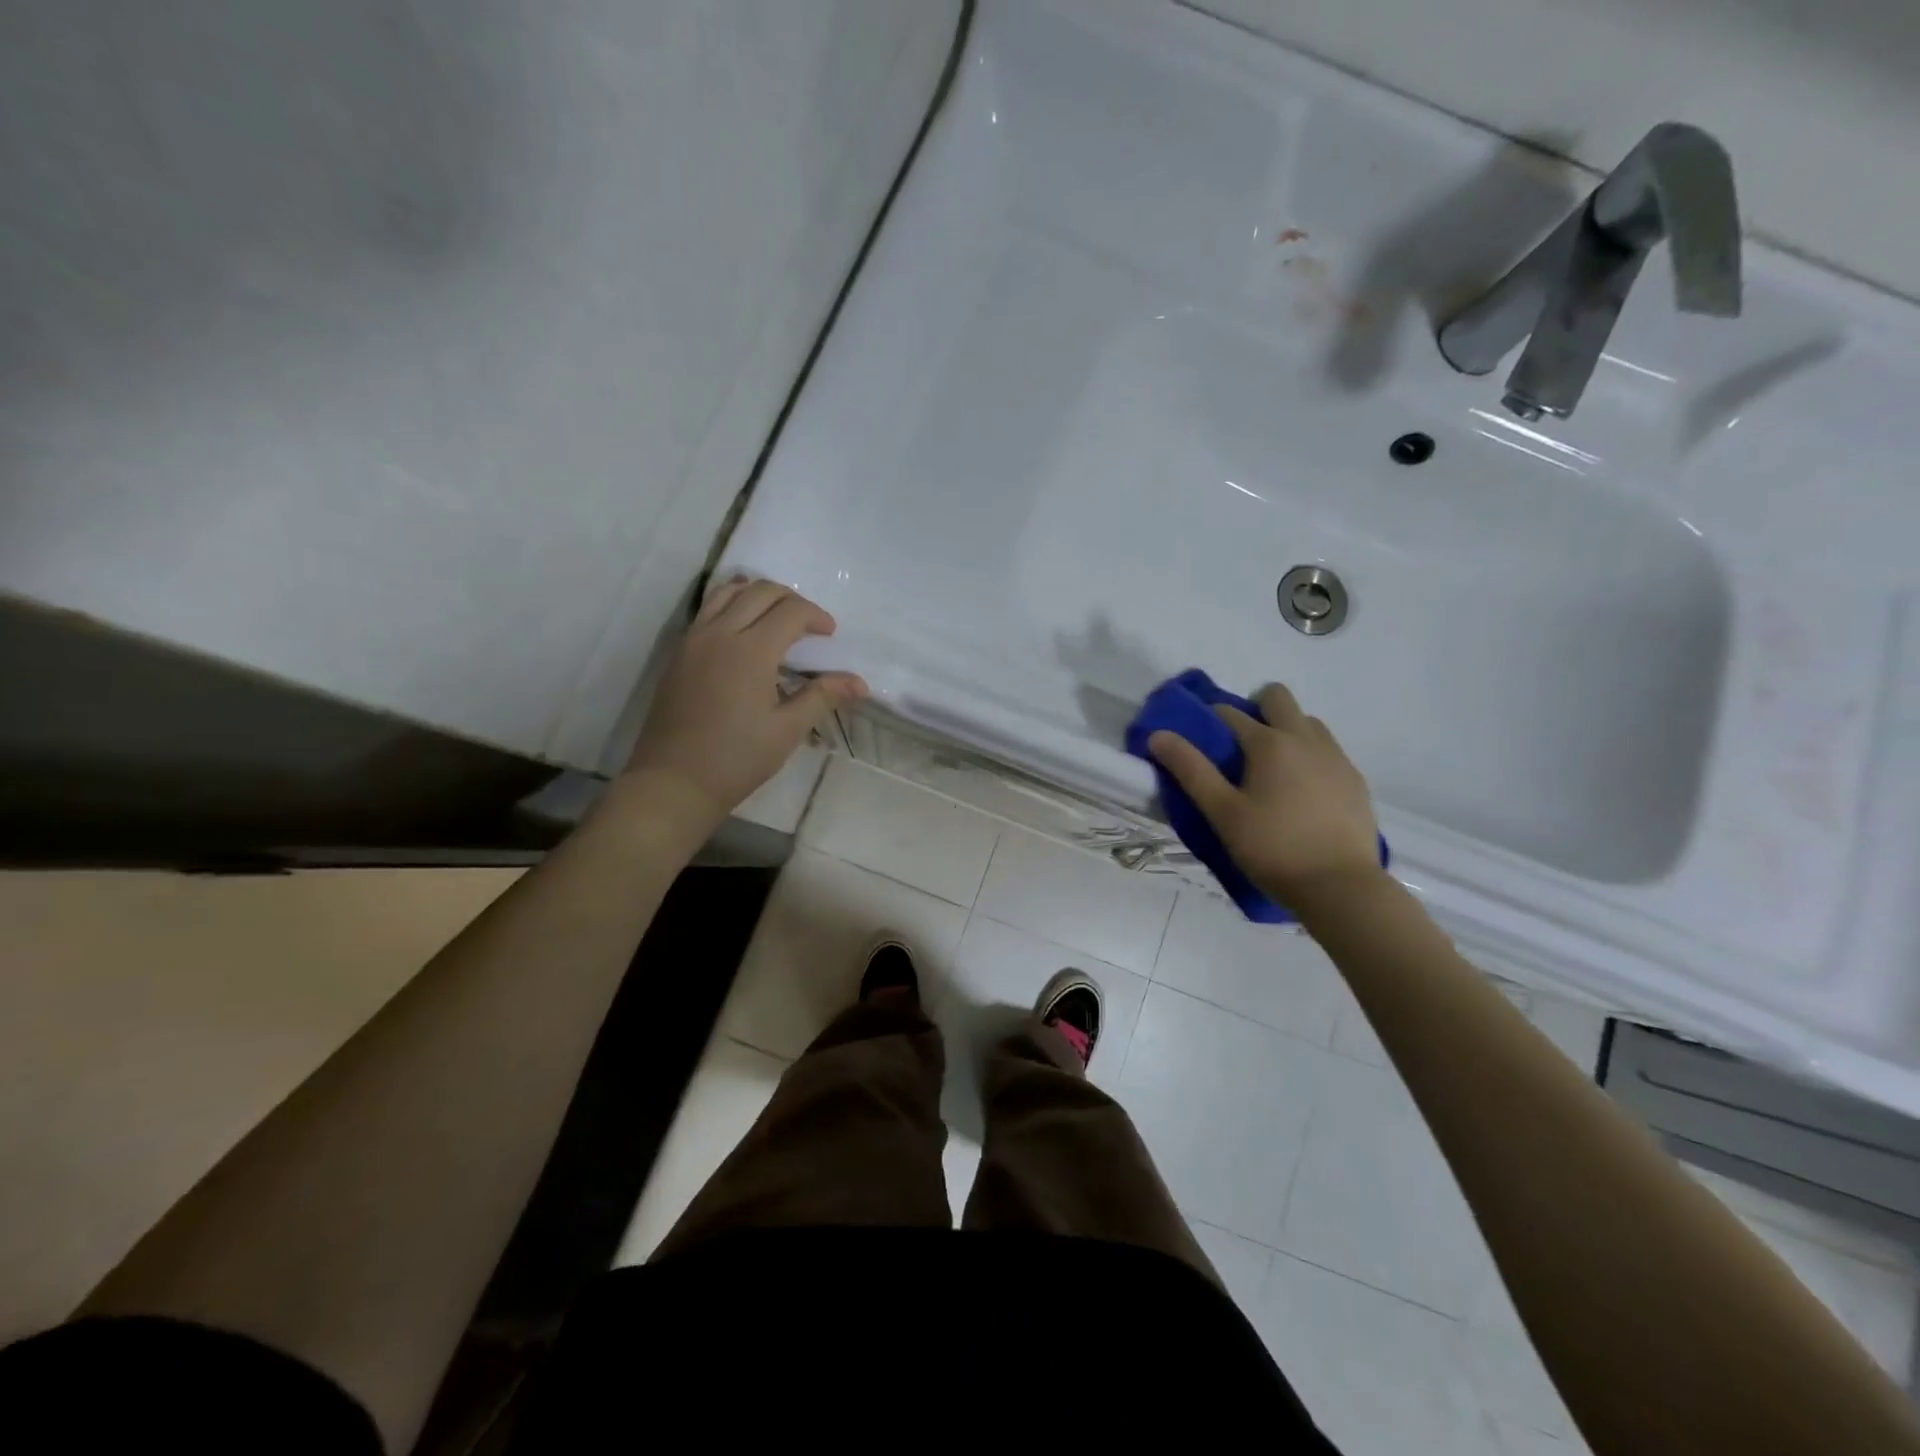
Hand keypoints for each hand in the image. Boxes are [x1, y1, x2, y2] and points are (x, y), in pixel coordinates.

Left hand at [624, 578, 866, 832]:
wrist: (674, 781)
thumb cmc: (737, 758)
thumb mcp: (787, 730)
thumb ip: (822, 697)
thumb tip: (860, 683)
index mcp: (751, 650)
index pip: (790, 611)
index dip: (816, 616)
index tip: (830, 635)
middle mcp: (720, 633)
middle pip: (759, 591)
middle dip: (790, 599)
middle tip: (808, 625)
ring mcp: (694, 639)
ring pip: (728, 592)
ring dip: (757, 595)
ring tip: (775, 618)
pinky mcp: (679, 652)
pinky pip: (708, 609)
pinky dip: (732, 605)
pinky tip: (744, 632)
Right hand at [1148, 683, 1380, 906]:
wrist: (1340, 887)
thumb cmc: (1272, 848)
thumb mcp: (1222, 812)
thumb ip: (1190, 770)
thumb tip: (1158, 735)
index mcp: (1269, 743)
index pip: (1230, 713)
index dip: (1209, 721)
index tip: (1199, 741)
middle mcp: (1305, 739)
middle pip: (1278, 698)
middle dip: (1255, 709)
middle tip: (1240, 747)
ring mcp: (1336, 758)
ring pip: (1307, 722)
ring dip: (1286, 731)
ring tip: (1272, 772)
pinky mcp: (1355, 780)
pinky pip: (1327, 751)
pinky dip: (1309, 756)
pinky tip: (1301, 793)